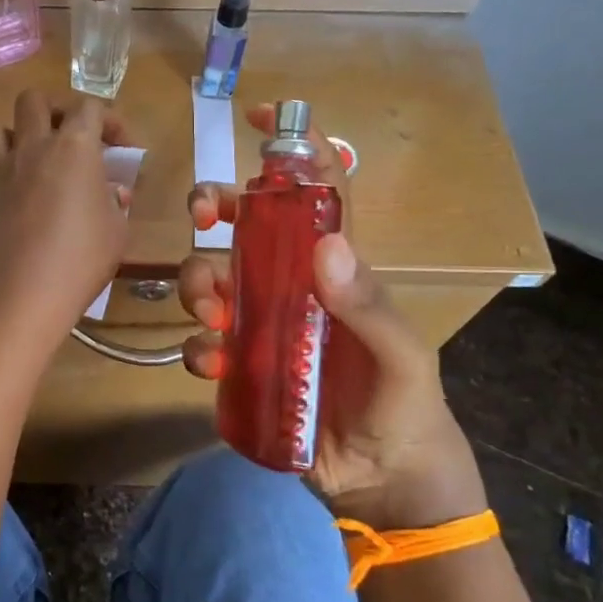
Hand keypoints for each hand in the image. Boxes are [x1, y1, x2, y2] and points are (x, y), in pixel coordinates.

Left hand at [0, 90, 133, 349]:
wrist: (25, 294)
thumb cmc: (82, 258)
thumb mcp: (117, 230)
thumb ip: (115, 202)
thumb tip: (111, 191)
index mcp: (73, 147)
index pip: (90, 107)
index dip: (110, 120)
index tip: (122, 149)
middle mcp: (32, 146)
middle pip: (33, 100)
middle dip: (54, 110)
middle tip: (69, 137)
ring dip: (12, 136)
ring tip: (29, 159)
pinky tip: (9, 195)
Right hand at [177, 106, 485, 530]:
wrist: (383, 482)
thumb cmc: (404, 407)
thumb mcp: (400, 357)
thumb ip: (368, 306)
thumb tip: (325, 244)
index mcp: (335, 268)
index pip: (314, 195)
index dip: (292, 152)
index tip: (261, 119)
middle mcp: (292, 285)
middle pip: (244, 227)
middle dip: (215, 207)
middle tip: (202, 214)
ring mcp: (262, 324)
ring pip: (213, 278)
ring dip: (199, 282)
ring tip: (212, 312)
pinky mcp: (241, 366)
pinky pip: (204, 342)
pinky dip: (198, 347)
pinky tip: (211, 363)